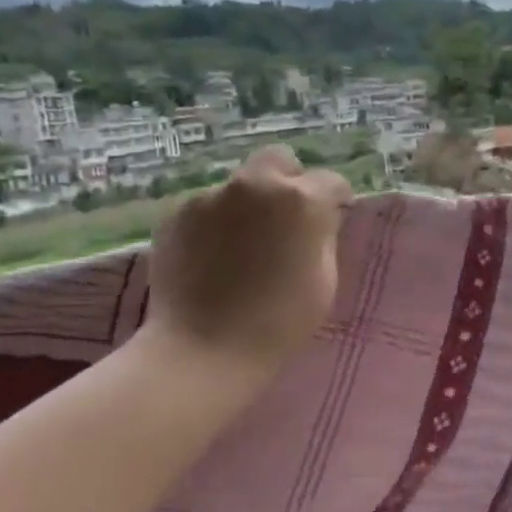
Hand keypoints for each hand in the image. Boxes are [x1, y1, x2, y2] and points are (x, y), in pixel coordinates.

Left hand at [141, 146, 352, 374]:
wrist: (204, 350)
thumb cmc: (280, 322)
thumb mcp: (325, 280)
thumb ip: (323, 236)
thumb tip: (319, 219)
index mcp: (301, 200)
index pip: (331, 181)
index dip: (334, 200)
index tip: (332, 218)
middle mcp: (255, 185)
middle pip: (279, 161)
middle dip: (288, 181)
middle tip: (285, 219)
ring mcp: (210, 195)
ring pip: (239, 186)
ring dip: (248, 204)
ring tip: (241, 246)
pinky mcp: (176, 213)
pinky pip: (206, 207)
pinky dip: (215, 223)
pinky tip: (212, 257)